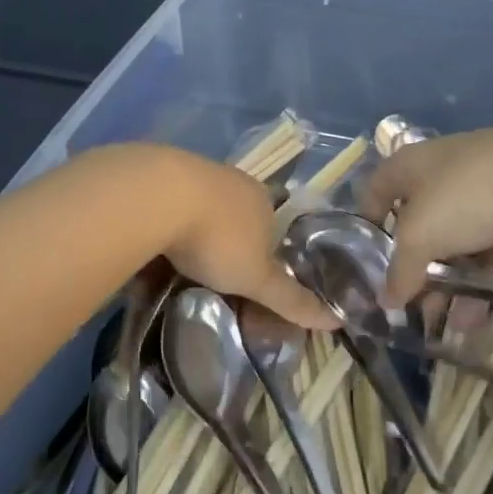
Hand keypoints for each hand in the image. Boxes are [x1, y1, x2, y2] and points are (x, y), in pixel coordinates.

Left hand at [156, 150, 336, 330]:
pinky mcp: (159, 173)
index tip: (250, 273)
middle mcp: (234, 180)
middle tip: (216, 269)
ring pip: (203, 204)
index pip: (274, 225)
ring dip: (196, 226)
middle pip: (238, 212)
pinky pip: (169, 201)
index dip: (266, 250)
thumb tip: (337, 321)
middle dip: (230, 237)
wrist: (158, 196)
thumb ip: (290, 300)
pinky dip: (166, 219)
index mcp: (263, 200)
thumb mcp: (257, 279)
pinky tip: (155, 238)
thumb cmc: (218, 239)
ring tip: (182, 257)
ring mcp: (195, 172)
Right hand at [362, 123, 492, 306]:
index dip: (366, 228)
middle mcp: (441, 172)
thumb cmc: (468, 196)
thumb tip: (386, 301)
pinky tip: (480, 314)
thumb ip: (400, 272)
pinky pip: (490, 247)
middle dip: (416, 270)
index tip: (366, 265)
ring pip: (456, 241)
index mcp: (409, 166)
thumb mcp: (421, 237)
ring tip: (452, 323)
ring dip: (452, 283)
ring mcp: (482, 189)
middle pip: (418, 225)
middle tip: (414, 308)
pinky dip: (483, 277)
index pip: (374, 193)